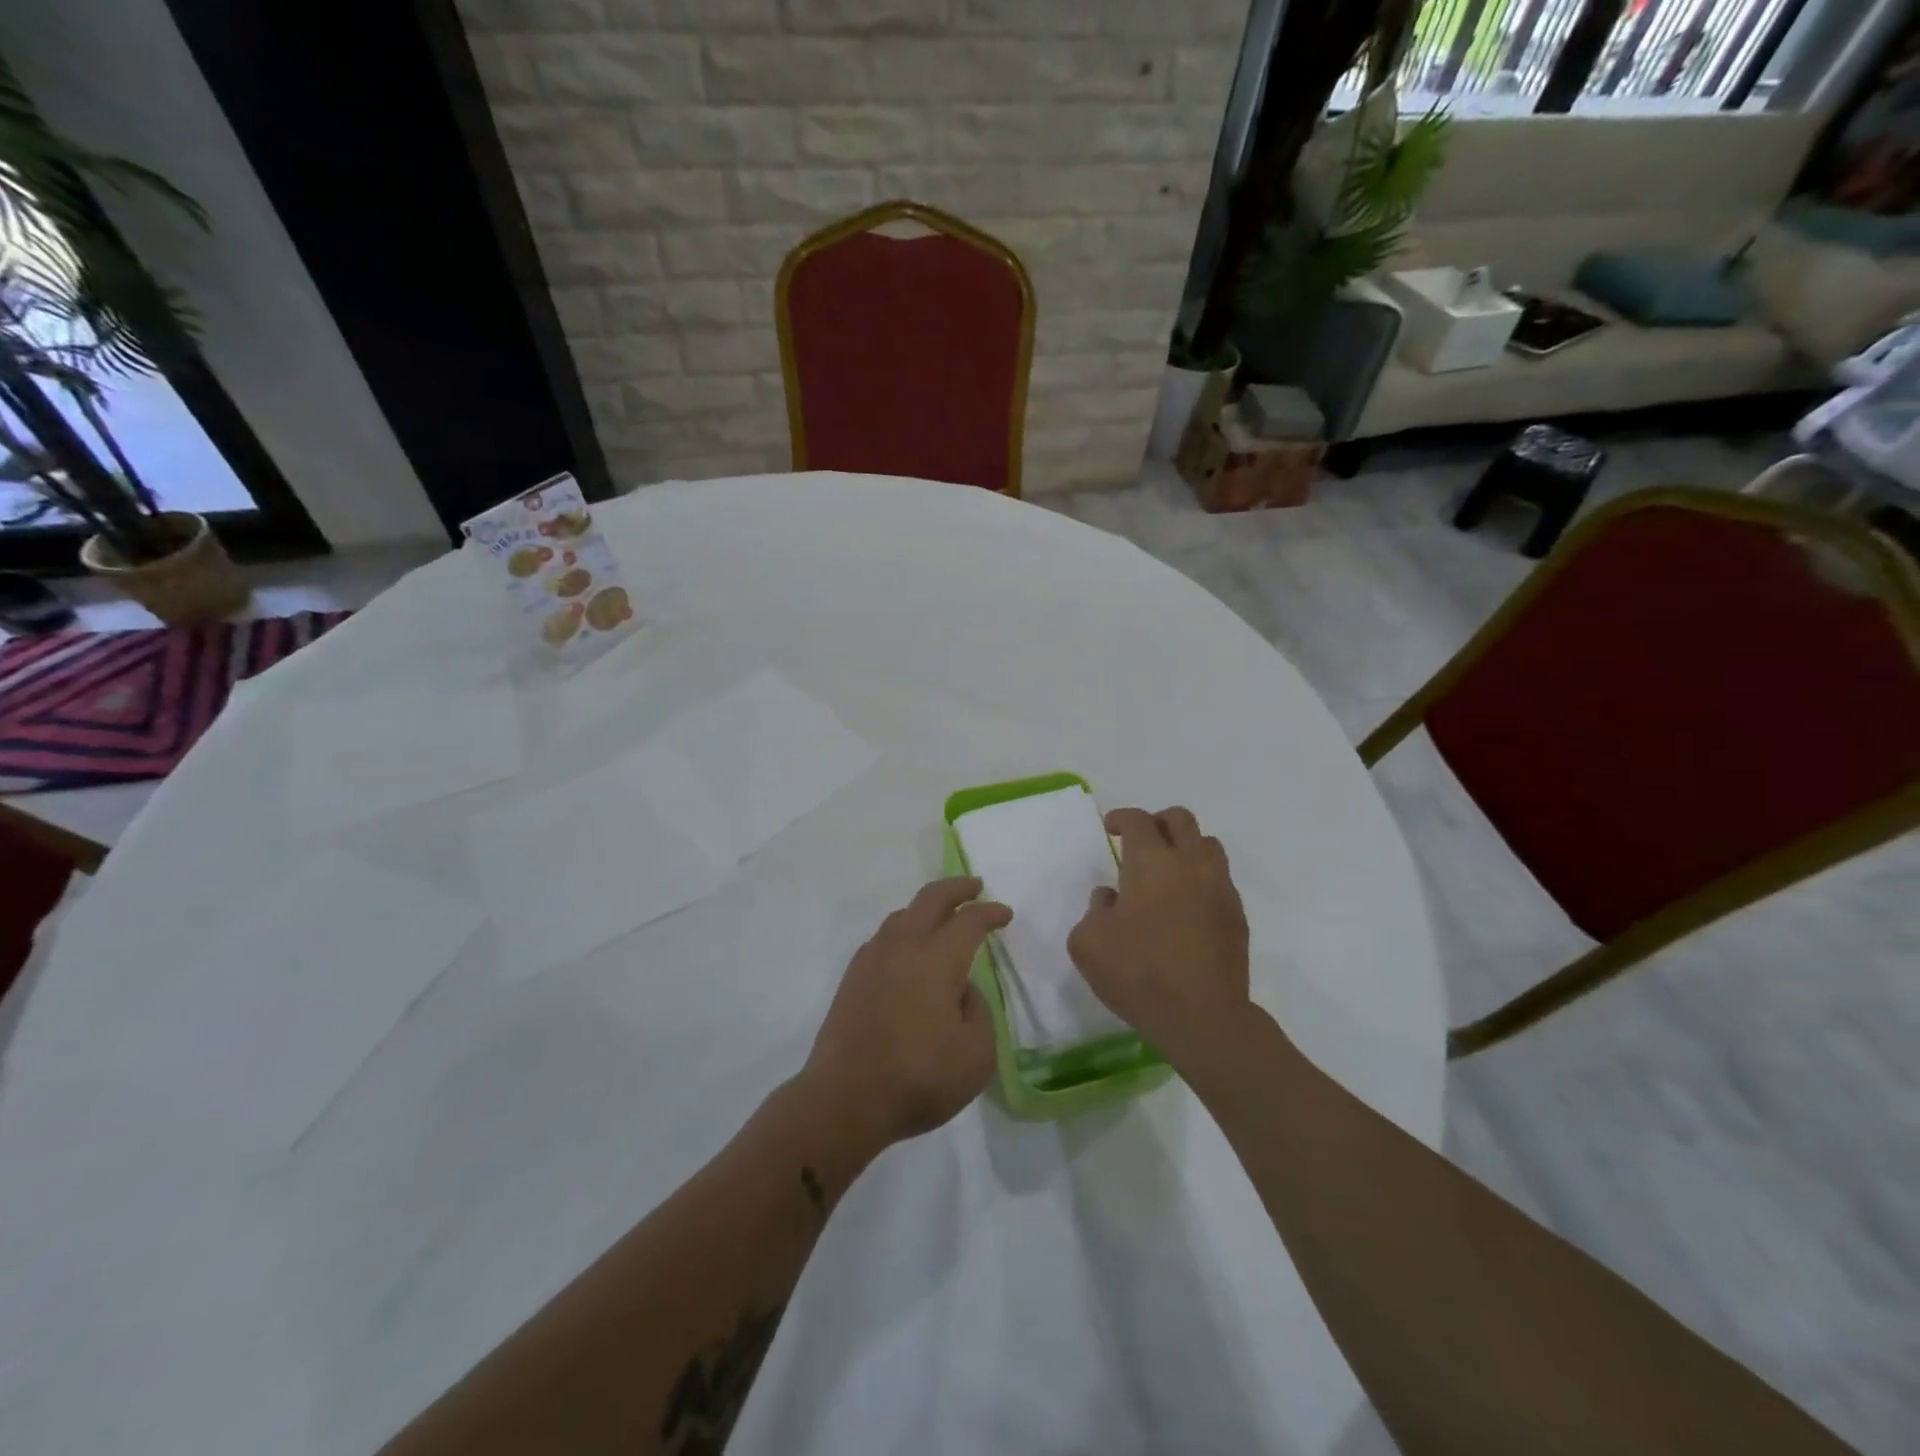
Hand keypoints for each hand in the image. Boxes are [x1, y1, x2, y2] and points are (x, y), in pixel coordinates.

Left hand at [801, 877, 1008, 1151]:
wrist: (845, 1098)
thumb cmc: (919, 1078)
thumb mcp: (977, 1055)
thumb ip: (979, 1012)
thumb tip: (961, 990)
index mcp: (938, 958)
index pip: (969, 920)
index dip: (990, 913)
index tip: (1005, 914)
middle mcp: (903, 946)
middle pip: (931, 899)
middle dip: (957, 888)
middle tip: (975, 887)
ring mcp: (872, 959)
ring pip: (902, 915)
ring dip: (926, 909)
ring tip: (941, 919)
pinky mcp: (852, 978)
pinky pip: (883, 939)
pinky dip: (904, 933)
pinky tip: (908, 953)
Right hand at [1067, 807, 1250, 1064]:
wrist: (1203, 1017)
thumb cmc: (1139, 974)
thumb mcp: (1088, 943)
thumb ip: (1094, 909)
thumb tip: (1111, 898)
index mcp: (1151, 863)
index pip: (1138, 821)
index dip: (1122, 818)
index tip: (1111, 829)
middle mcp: (1190, 864)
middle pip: (1180, 819)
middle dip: (1157, 823)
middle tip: (1141, 842)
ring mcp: (1219, 888)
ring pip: (1207, 845)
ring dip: (1185, 847)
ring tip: (1168, 871)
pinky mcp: (1237, 915)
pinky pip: (1219, 879)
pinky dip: (1201, 879)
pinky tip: (1186, 906)